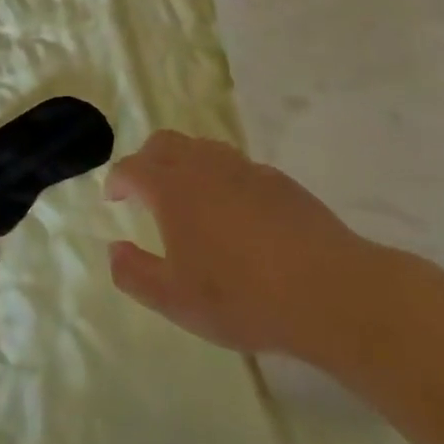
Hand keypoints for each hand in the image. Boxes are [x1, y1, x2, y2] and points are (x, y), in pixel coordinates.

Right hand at [106, 131, 383, 364]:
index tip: (114, 198)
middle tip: (145, 190)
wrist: (329, 291)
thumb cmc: (241, 297)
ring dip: (185, 164)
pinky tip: (235, 213)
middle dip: (147, 160)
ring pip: (203, 148)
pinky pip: (238, 166)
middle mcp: (204, 167)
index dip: (117, 180)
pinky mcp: (279, 181)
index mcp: (172, 188)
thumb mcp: (175, 300)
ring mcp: (245, 169)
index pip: (132, 168)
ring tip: (189, 198)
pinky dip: (222, 178)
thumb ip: (134, 273)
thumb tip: (114, 250)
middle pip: (165, 143)